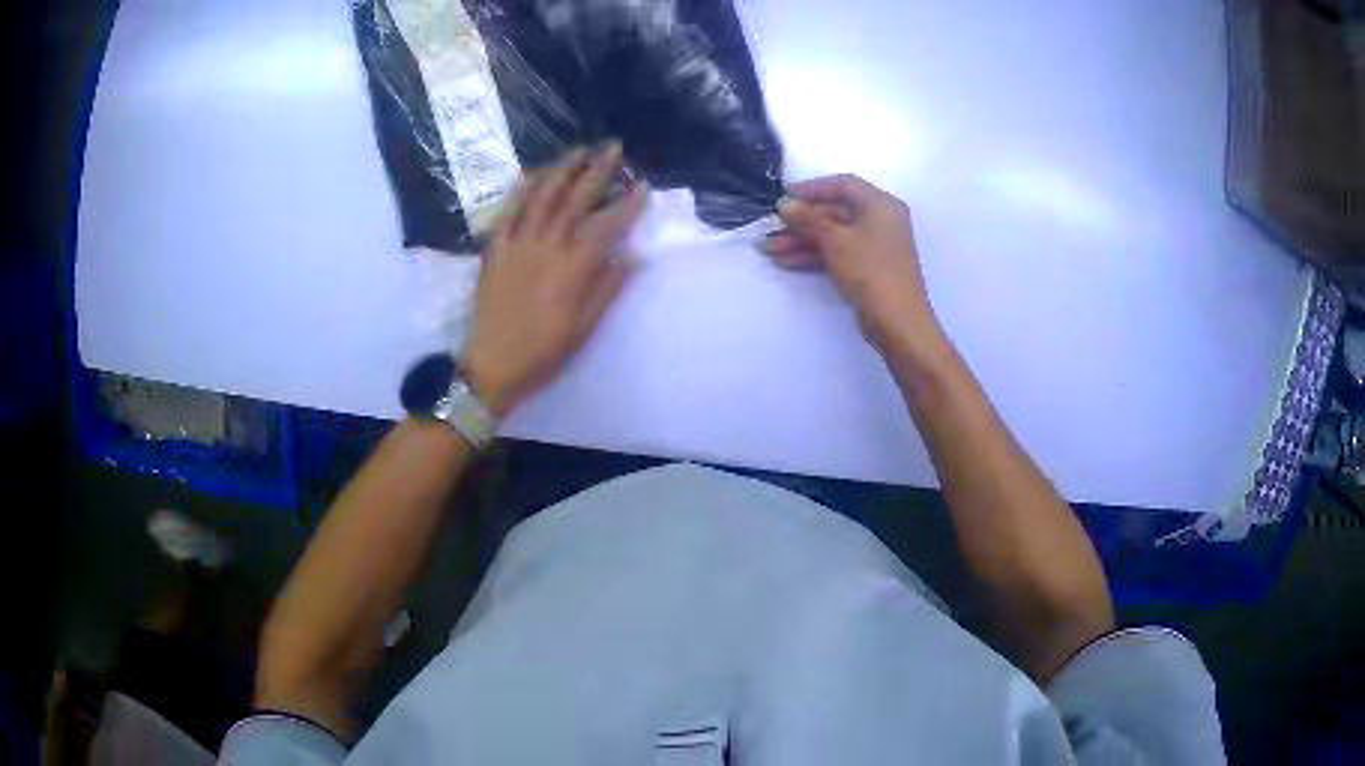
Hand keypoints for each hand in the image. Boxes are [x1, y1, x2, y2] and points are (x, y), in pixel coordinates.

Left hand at [462, 144, 647, 417]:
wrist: (492, 364)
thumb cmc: (543, 352)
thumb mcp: (584, 328)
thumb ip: (608, 289)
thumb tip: (634, 257)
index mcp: (574, 268)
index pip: (607, 226)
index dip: (628, 204)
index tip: (644, 186)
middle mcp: (548, 246)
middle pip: (576, 199)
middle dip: (598, 170)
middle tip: (613, 148)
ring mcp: (518, 244)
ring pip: (542, 196)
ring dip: (562, 169)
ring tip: (578, 150)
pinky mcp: (495, 248)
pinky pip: (507, 211)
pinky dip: (520, 189)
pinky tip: (531, 173)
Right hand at [764, 175, 943, 358]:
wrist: (897, 322)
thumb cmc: (870, 271)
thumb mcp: (835, 240)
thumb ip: (808, 218)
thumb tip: (784, 203)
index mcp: (880, 205)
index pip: (843, 185)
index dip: (812, 189)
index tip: (784, 198)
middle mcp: (880, 220)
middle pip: (835, 211)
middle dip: (801, 221)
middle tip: (771, 229)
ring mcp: (875, 245)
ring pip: (834, 234)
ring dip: (802, 240)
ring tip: (770, 250)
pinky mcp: (868, 267)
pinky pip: (838, 252)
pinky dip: (815, 254)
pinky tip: (787, 261)